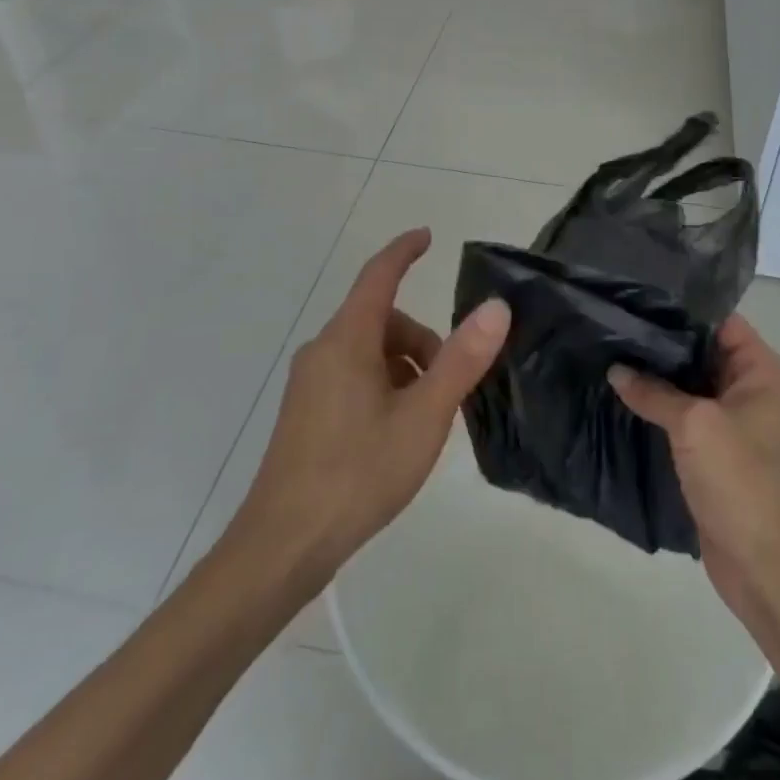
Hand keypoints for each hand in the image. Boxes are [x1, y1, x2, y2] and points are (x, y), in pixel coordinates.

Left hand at [232, 229, 509, 580]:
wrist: (283, 544)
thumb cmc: (358, 472)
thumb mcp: (423, 416)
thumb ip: (460, 359)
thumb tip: (495, 308)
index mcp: (347, 339)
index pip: (379, 275)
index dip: (404, 251)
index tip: (427, 235)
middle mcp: (323, 350)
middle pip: (381, 320)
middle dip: (421, 340)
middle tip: (449, 386)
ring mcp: (309, 382)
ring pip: (368, 351)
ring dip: (404, 368)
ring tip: (425, 419)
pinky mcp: (305, 412)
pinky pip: (353, 376)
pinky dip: (383, 386)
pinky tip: (395, 434)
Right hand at [609, 315, 779, 611]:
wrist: (764, 566)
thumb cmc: (741, 480)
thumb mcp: (695, 425)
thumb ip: (654, 392)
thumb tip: (616, 370)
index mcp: (761, 372)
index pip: (721, 321)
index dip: (683, 308)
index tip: (640, 296)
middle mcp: (751, 390)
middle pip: (703, 351)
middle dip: (663, 341)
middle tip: (616, 321)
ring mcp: (733, 422)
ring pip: (690, 384)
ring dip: (657, 376)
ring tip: (611, 350)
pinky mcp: (715, 451)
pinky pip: (684, 415)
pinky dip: (659, 406)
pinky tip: (623, 393)